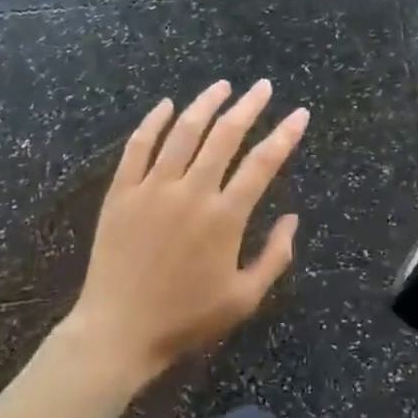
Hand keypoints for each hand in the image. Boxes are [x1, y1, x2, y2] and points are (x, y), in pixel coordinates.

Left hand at [65, 80, 308, 384]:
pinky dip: (153, 122)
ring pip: (183, 132)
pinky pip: (138, 146)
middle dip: (248, 107)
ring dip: (205, 104)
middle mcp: (191, 192)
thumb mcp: (243, 299)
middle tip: (261, 87)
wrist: (118, 331)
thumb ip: (274, 256)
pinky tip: (166, 105)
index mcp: (224, 217)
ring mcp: (153, 188)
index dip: (284, 135)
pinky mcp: (122, 192)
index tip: (299, 114)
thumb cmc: (185, 319)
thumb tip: (292, 218)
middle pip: (224, 136)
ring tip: (222, 86)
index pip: (263, 163)